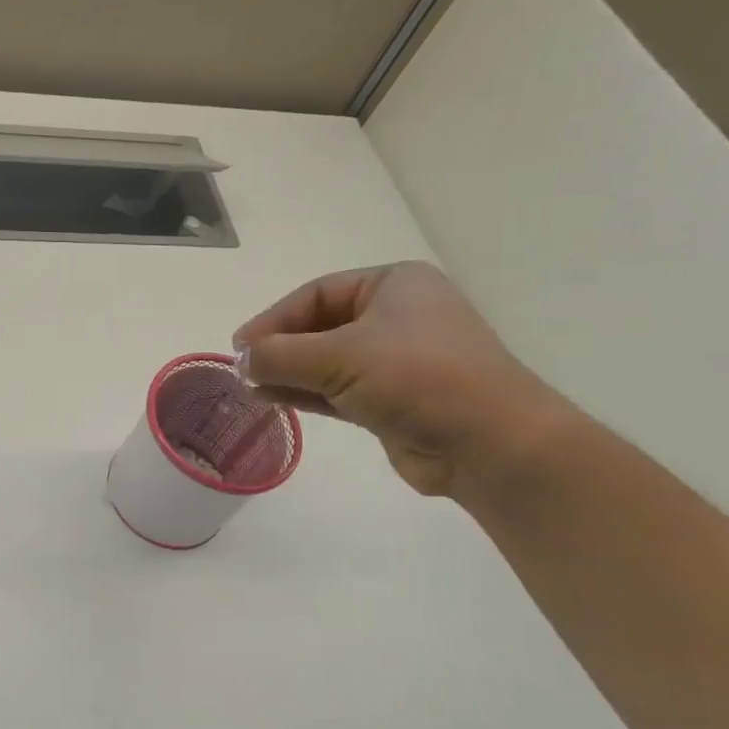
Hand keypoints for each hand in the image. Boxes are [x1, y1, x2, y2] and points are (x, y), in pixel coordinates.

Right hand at [233, 261, 571, 496]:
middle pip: (320, 325)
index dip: (274, 318)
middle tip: (242, 368)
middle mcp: (396, 316)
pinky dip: (305, 393)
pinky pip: (337, 389)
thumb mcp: (340, 356)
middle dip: (280, 347)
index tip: (239, 345)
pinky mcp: (392, 400)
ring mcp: (396, 360)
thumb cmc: (417, 377)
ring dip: (288, 372)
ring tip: (249, 386)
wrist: (489, 443)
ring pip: (327, 360)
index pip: (317, 293)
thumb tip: (240, 360)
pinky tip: (272, 399)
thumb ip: (281, 355)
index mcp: (394, 285)